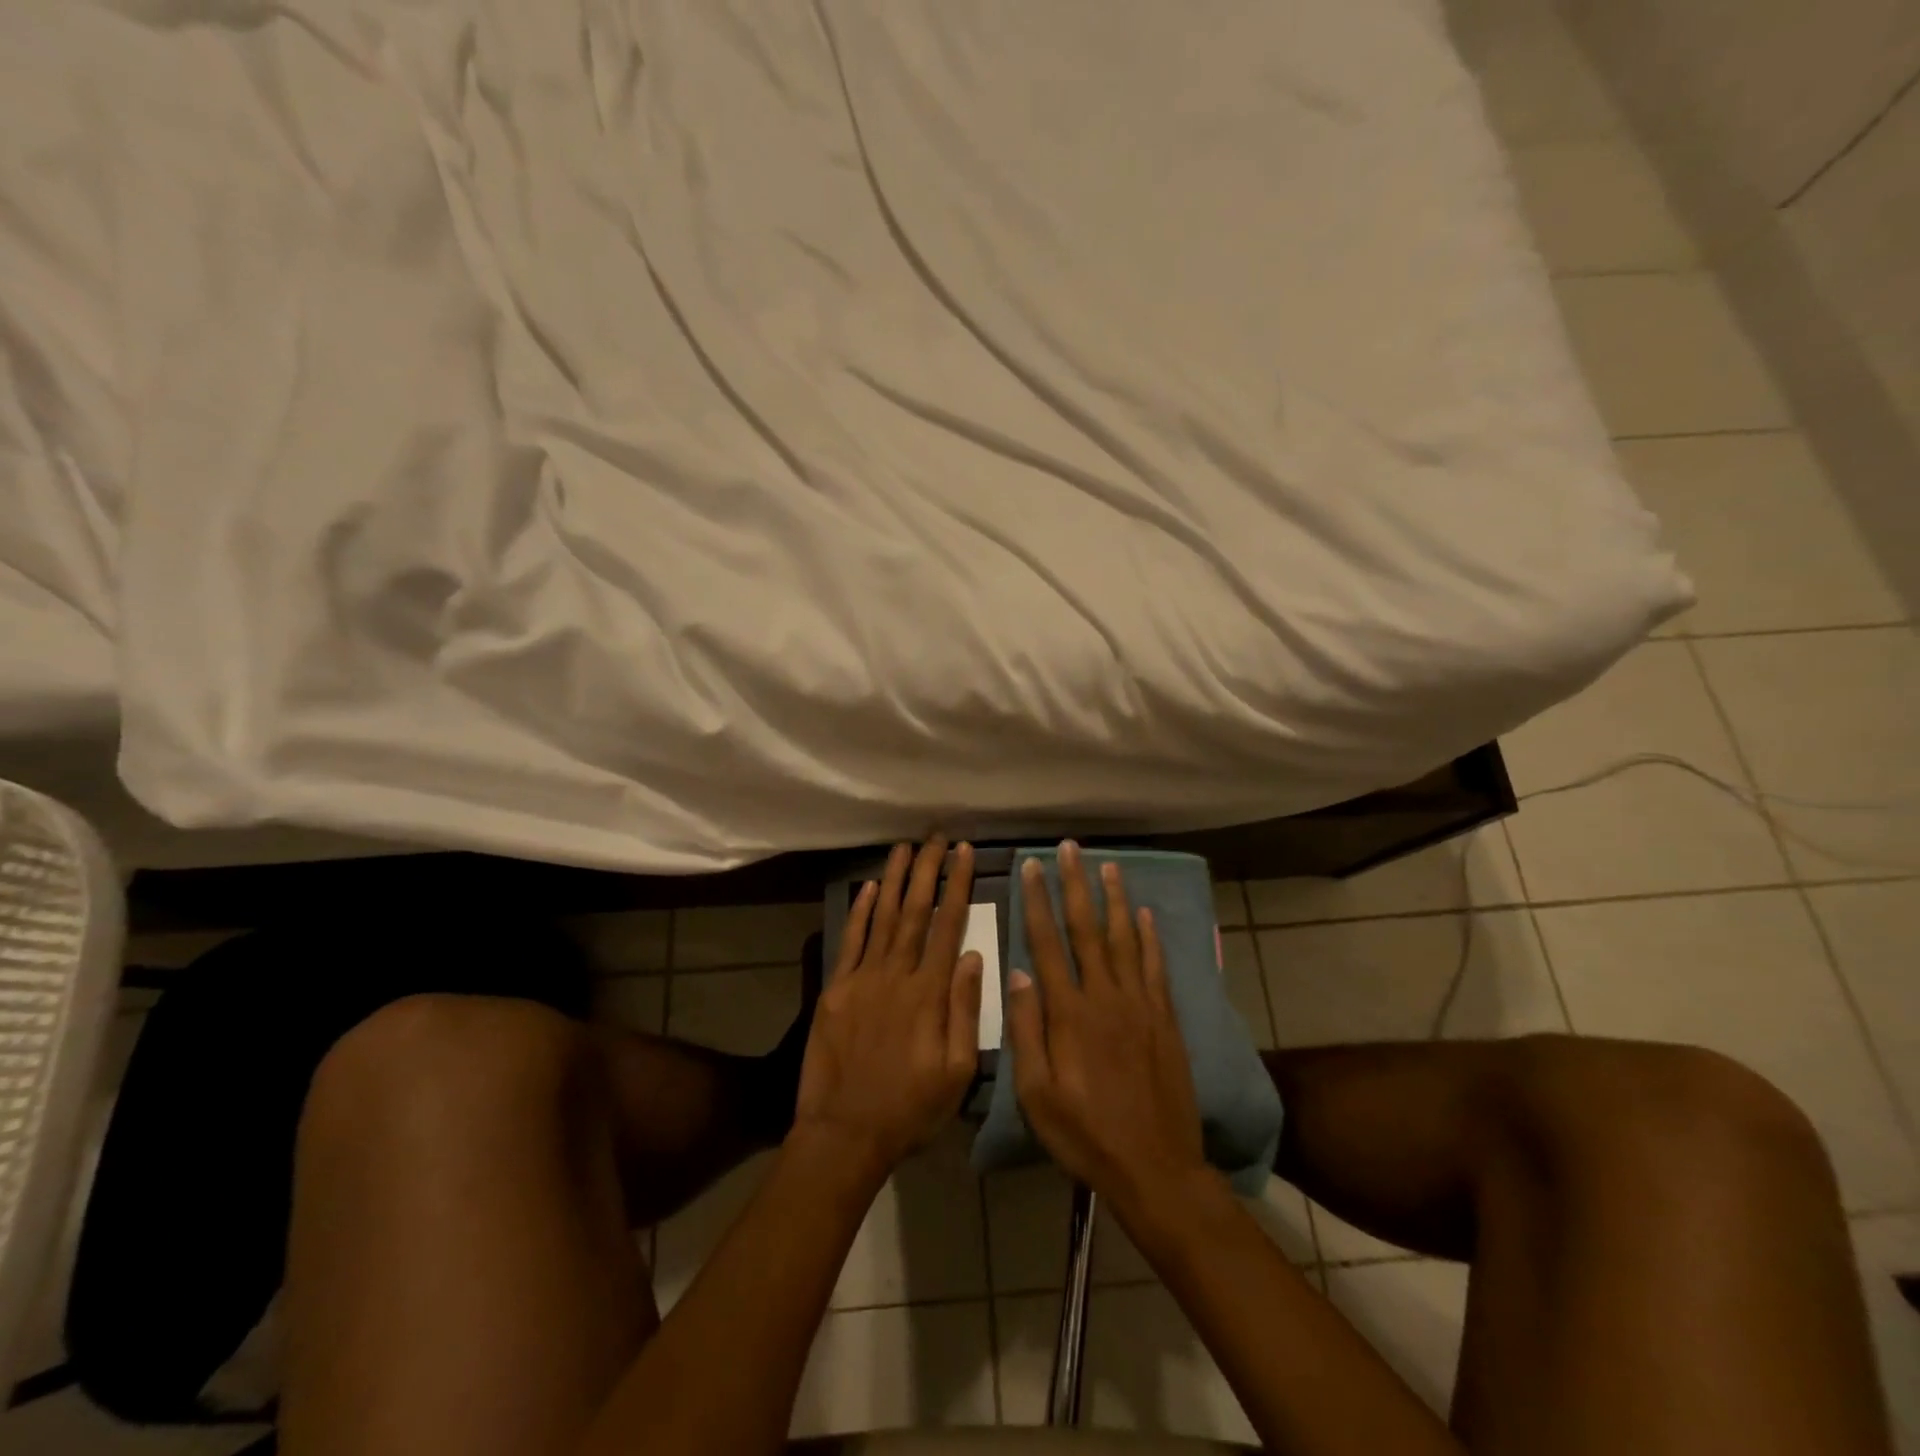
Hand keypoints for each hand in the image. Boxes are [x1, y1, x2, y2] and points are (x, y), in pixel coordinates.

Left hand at [793, 837, 983, 1175]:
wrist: (844, 1134)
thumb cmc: (910, 1109)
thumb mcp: (957, 1072)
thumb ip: (966, 1010)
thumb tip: (974, 956)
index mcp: (930, 993)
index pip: (950, 925)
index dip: (958, 885)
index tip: (965, 853)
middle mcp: (897, 974)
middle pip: (916, 911)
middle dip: (928, 870)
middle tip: (937, 837)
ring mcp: (862, 978)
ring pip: (883, 917)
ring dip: (895, 879)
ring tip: (905, 847)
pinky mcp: (835, 989)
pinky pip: (850, 940)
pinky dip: (860, 911)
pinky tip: (869, 887)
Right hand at [1005, 842, 1208, 1212]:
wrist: (1156, 1168)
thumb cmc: (1085, 1134)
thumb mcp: (1037, 1094)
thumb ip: (1026, 1031)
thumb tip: (1017, 974)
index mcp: (1069, 1013)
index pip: (1048, 943)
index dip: (1038, 902)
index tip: (1031, 867)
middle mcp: (1105, 996)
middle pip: (1087, 929)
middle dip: (1075, 884)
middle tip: (1070, 848)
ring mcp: (1140, 1005)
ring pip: (1125, 938)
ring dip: (1115, 899)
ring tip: (1109, 865)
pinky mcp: (1165, 1019)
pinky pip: (1156, 967)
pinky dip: (1151, 937)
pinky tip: (1146, 915)